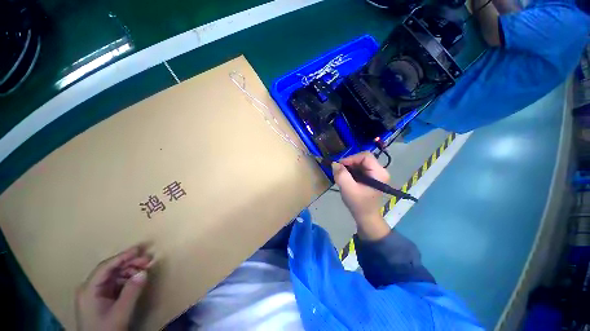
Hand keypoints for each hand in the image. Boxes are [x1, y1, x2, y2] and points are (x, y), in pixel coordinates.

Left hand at [76, 244, 152, 330]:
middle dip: (130, 263)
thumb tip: (144, 272)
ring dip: (130, 270)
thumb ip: (131, 292)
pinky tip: (137, 280)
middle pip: (110, 270)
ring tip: (145, 269)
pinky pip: (115, 283)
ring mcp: (94, 294)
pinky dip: (127, 279)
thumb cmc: (106, 330)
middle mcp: (89, 288)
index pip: (105, 267)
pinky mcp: (101, 299)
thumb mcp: (120, 313)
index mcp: (88, 290)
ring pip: (114, 275)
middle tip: (148, 259)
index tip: (139, 249)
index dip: (122, 257)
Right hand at [332, 152, 390, 239]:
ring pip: (359, 162)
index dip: (351, 158)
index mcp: (379, 173)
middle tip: (339, 170)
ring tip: (341, 175)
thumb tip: (335, 163)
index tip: (340, 166)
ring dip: (349, 167)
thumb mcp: (348, 189)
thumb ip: (341, 175)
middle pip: (362, 158)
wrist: (365, 216)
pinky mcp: (369, 177)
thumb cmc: (358, 204)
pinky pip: (359, 168)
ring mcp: (375, 174)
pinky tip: (346, 177)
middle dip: (349, 163)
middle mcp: (379, 171)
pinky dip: (350, 170)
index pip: (365, 156)